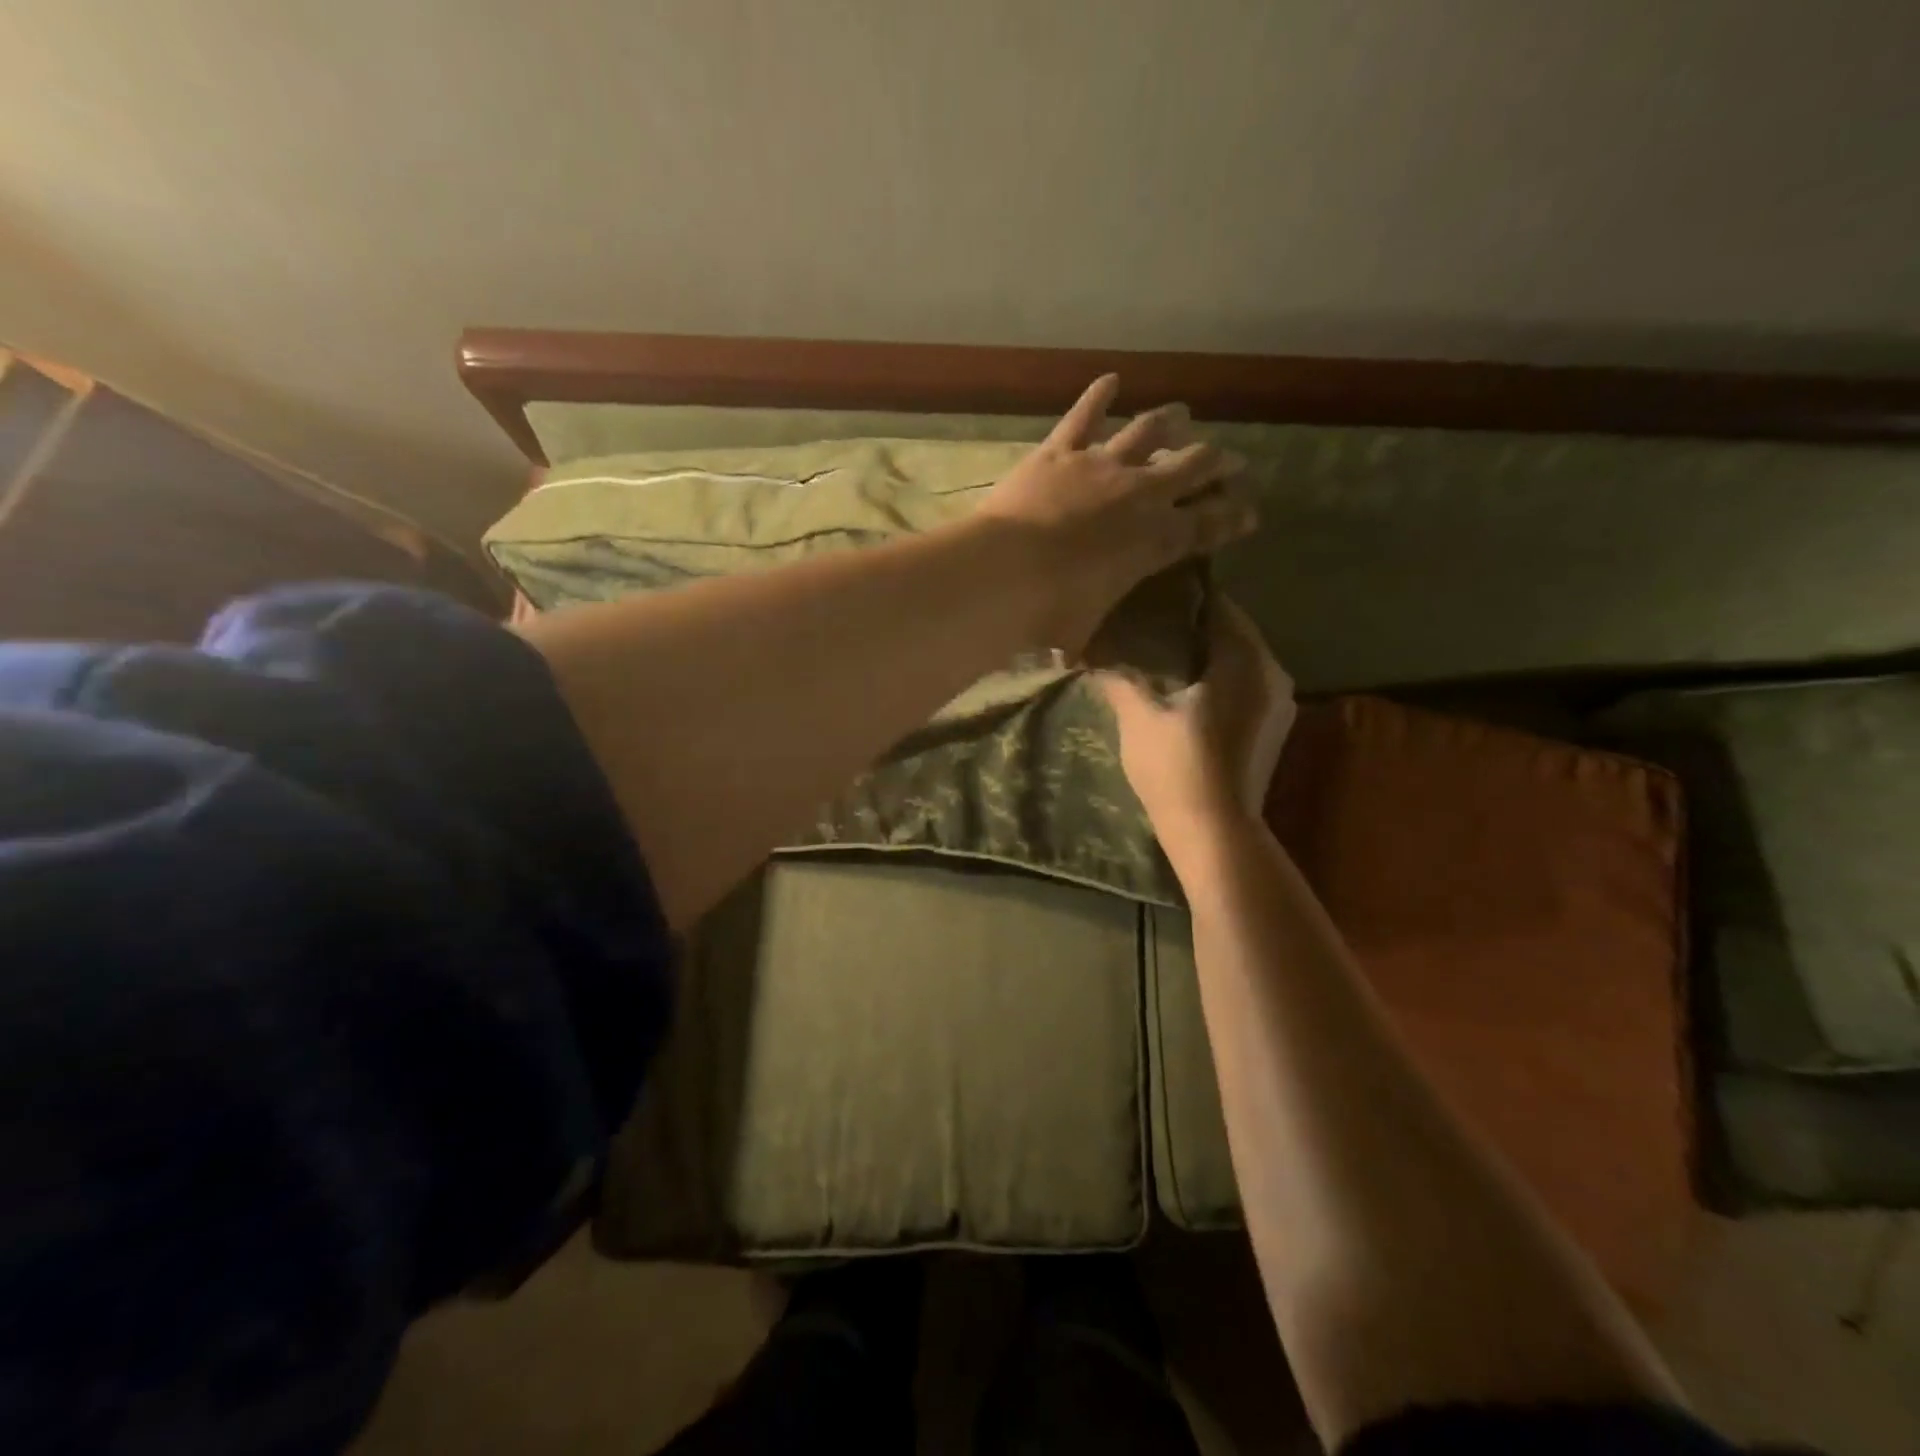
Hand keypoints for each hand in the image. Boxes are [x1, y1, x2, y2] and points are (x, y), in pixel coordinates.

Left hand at [975, 376, 1255, 652]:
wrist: (1005, 571)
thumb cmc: (1051, 611)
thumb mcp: (1083, 632)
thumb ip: (1088, 637)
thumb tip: (1076, 657)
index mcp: (1155, 541)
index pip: (1210, 525)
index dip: (1234, 517)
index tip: (1250, 512)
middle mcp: (1140, 494)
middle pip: (1194, 467)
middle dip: (1218, 463)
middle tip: (1231, 461)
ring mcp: (1101, 465)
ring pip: (1149, 430)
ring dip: (1171, 422)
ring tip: (1184, 415)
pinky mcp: (1060, 450)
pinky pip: (1084, 414)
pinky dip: (1098, 395)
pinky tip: (1110, 379)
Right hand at [1097, 598, 1296, 845]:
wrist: (1215, 833)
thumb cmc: (1177, 767)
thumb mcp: (1138, 716)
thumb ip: (1120, 676)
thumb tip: (1094, 652)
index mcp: (1245, 659)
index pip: (1217, 606)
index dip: (1181, 598)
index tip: (1148, 596)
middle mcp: (1273, 672)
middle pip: (1230, 632)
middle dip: (1191, 627)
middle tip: (1148, 624)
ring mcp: (1279, 703)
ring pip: (1239, 660)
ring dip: (1205, 654)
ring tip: (1161, 655)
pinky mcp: (1273, 728)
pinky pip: (1244, 685)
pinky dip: (1218, 679)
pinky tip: (1185, 690)